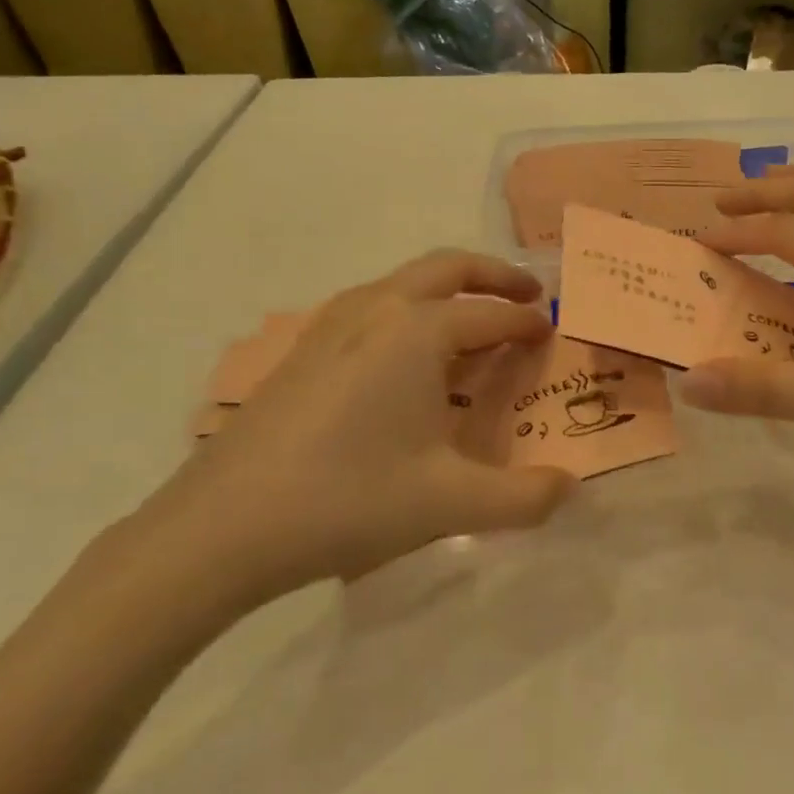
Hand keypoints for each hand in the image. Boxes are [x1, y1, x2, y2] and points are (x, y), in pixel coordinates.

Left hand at [131, 252, 574, 611]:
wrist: (222, 526)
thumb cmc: (348, 501)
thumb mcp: (449, 504)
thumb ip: (523, 497)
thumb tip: (571, 488)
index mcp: (418, 331)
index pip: (490, 316)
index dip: (526, 324)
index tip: (550, 332)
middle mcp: (378, 309)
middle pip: (447, 267)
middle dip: (493, 275)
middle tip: (526, 295)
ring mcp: (332, 323)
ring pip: (403, 281)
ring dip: (447, 288)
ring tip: (470, 322)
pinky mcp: (303, 348)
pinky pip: (371, 305)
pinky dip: (407, 309)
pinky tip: (404, 357)